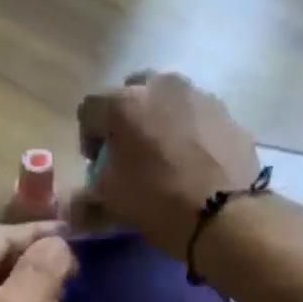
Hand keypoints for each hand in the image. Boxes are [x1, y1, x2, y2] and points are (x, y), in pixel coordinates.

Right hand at [75, 71, 262, 257]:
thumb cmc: (159, 202)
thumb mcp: (112, 201)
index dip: (88, 137)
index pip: (89, 108)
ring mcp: (199, 95)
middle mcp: (161, 86)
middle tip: (131, 152)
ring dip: (159, 120)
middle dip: (126, 119)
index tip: (97, 163)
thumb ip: (88, 193)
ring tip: (167, 155)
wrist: (226, 215)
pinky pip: (197, 116)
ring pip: (168, 100)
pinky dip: (190, 131)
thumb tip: (75, 205)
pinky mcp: (227, 113)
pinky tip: (195, 161)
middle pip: (132, 93)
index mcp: (124, 104)